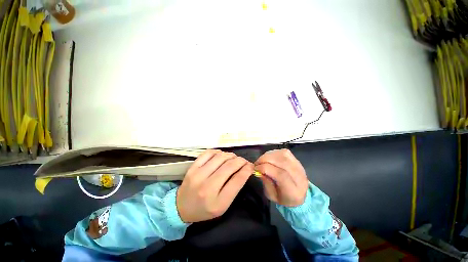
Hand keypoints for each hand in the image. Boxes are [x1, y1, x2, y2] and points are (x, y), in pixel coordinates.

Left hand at [176, 150, 252, 222]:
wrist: (181, 207)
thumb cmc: (205, 209)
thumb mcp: (223, 205)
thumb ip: (234, 188)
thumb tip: (244, 169)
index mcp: (218, 202)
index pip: (237, 180)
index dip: (247, 169)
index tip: (251, 165)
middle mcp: (207, 187)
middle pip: (229, 166)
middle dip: (241, 160)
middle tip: (244, 161)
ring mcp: (198, 175)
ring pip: (220, 157)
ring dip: (231, 155)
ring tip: (233, 158)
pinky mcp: (192, 167)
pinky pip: (209, 153)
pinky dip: (218, 152)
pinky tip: (221, 155)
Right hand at [254, 149, 308, 206]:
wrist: (300, 196)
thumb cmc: (284, 198)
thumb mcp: (271, 196)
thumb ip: (266, 182)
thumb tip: (259, 169)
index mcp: (294, 191)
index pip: (280, 175)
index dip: (265, 168)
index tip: (256, 168)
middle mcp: (299, 177)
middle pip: (282, 162)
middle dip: (265, 160)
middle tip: (257, 163)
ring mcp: (299, 166)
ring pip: (283, 155)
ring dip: (269, 155)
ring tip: (262, 160)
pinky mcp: (297, 160)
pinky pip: (284, 152)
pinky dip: (274, 153)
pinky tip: (269, 157)